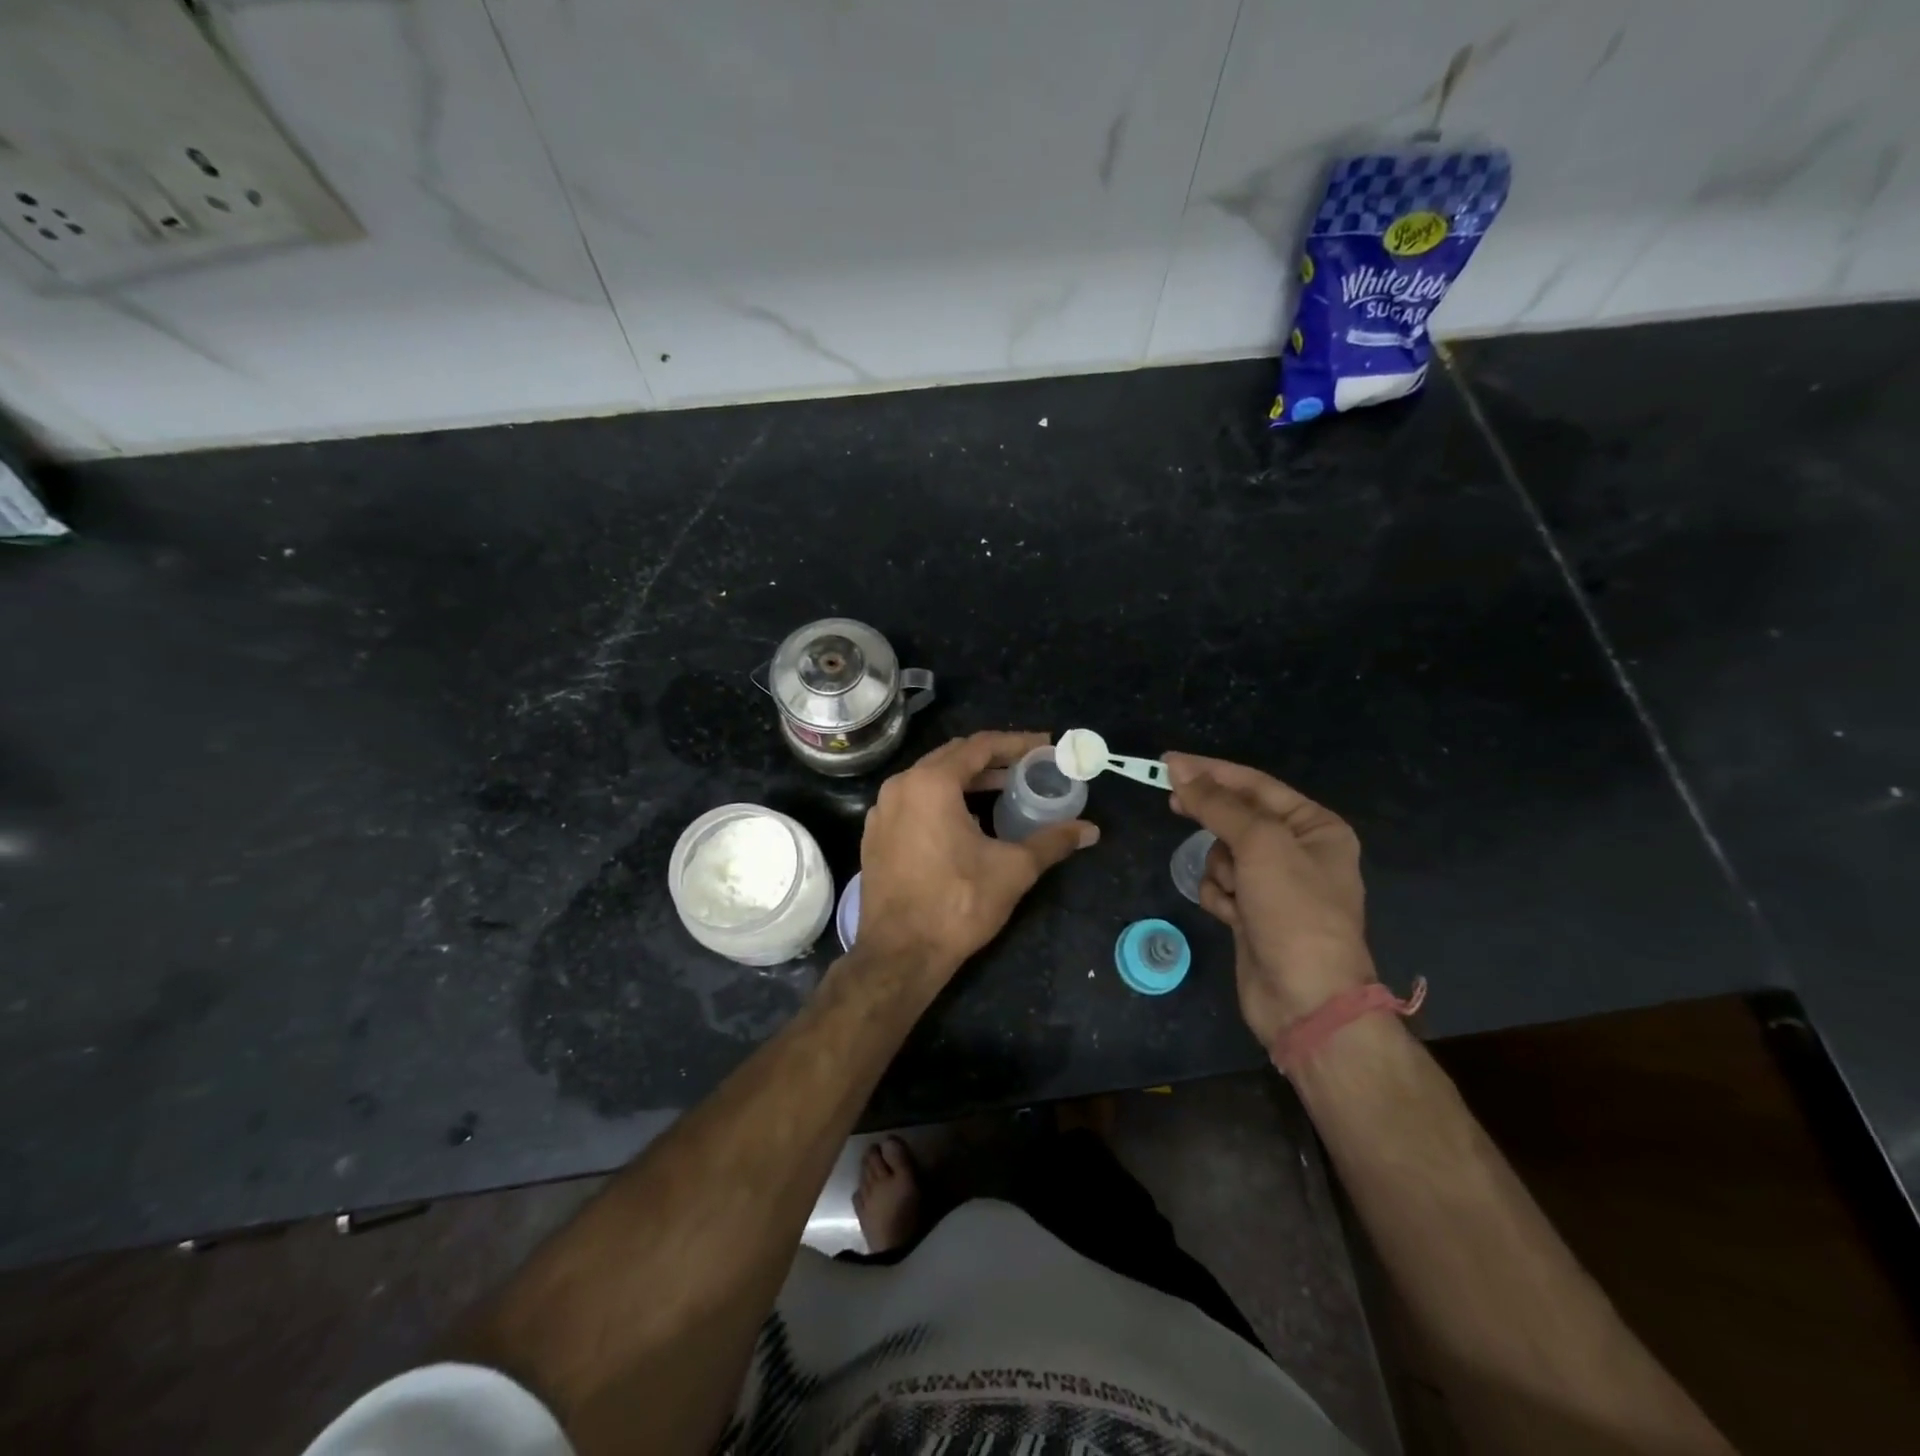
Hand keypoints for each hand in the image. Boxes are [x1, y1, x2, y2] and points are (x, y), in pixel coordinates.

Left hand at [857, 731, 1098, 981]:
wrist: (899, 954)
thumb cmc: (958, 904)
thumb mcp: (1013, 869)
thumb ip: (1052, 841)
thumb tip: (1090, 830)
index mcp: (931, 783)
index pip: (980, 746)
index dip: (1017, 743)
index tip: (1045, 746)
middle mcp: (900, 786)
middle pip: (952, 756)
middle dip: (992, 758)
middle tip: (1027, 765)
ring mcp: (882, 811)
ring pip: (929, 779)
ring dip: (967, 779)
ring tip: (1002, 789)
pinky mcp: (875, 835)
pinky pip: (913, 801)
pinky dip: (941, 800)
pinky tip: (965, 820)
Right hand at [1165, 753, 1374, 1050]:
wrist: (1306, 1000)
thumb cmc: (1293, 911)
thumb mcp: (1260, 845)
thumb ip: (1218, 805)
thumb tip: (1180, 771)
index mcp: (1315, 828)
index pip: (1254, 785)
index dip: (1210, 771)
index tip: (1168, 762)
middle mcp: (1298, 852)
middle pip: (1238, 817)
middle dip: (1210, 816)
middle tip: (1170, 801)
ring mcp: (1274, 886)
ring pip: (1224, 854)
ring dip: (1219, 868)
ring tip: (1234, 891)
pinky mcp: (1253, 914)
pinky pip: (1221, 886)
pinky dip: (1218, 896)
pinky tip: (1229, 914)